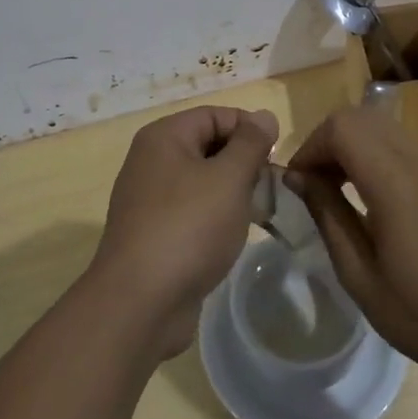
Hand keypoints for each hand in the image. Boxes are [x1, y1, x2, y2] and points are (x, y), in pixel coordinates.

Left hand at [91, 105, 279, 357]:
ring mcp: (149, 200)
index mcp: (164, 137)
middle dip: (244, 162)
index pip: (215, 115)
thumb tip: (263, 115)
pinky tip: (234, 237)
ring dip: (233, 192)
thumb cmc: (189, 227)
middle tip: (272, 187)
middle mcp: (151, 161)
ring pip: (202, 182)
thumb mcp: (229, 178)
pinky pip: (192, 212)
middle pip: (208, 146)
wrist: (140, 303)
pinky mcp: (153, 234)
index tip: (277, 156)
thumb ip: (250, 143)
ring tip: (260, 212)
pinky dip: (215, 218)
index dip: (249, 129)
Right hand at [284, 106, 417, 384]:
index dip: (310, 147)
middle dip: (326, 141)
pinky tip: (368, 196)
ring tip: (336, 189)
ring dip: (350, 145)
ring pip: (381, 126)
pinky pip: (400, 144)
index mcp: (396, 184)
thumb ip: (327, 215)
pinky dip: (372, 153)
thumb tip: (297, 177)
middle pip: (360, 117)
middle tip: (312, 184)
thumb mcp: (360, 276)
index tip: (297, 184)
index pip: (342, 128)